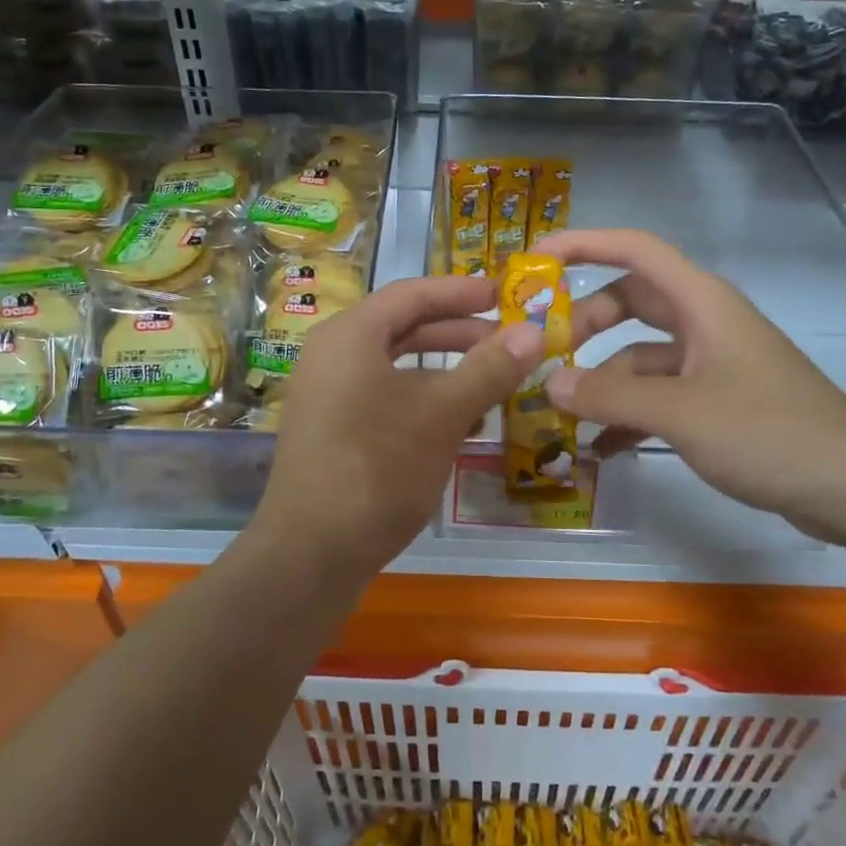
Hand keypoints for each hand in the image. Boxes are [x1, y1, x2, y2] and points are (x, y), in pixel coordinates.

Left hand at [254, 275, 542, 570]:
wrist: (310, 554)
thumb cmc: (377, 467)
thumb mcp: (442, 414)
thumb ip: (489, 369)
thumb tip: (534, 330)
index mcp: (350, 336)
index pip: (411, 294)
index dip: (461, 291)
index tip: (504, 295)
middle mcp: (331, 356)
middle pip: (402, 328)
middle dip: (457, 332)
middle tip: (506, 339)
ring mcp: (327, 397)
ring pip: (395, 367)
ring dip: (444, 370)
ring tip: (491, 379)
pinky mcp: (331, 433)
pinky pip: (383, 398)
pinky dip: (422, 400)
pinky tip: (460, 423)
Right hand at [537, 229, 845, 544]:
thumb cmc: (768, 432)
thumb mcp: (680, 412)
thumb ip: (609, 397)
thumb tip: (548, 385)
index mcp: (700, 302)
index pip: (634, 249)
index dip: (584, 243)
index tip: (536, 259)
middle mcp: (704, 322)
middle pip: (630, 302)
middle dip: (585, 324)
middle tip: (543, 354)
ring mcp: (711, 363)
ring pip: (640, 356)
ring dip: (603, 380)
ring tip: (562, 415)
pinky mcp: (717, 400)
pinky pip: (659, 395)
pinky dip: (629, 413)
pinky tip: (601, 448)